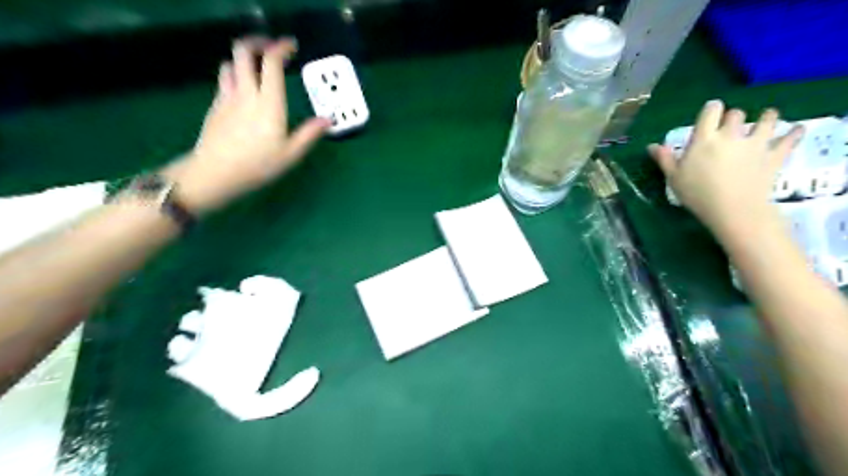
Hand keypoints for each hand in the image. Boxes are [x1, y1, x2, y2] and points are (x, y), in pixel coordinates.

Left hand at [162, 38, 329, 215]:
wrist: (215, 173)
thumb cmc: (258, 165)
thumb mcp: (291, 154)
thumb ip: (309, 134)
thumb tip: (328, 120)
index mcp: (269, 103)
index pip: (271, 62)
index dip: (281, 48)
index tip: (291, 46)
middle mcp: (246, 93)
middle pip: (243, 52)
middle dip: (257, 42)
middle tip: (271, 49)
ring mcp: (227, 98)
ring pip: (229, 64)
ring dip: (243, 60)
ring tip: (256, 69)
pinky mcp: (215, 106)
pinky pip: (223, 81)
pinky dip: (233, 76)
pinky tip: (242, 91)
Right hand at [650, 100, 802, 239]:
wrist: (733, 210)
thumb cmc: (697, 194)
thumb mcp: (673, 177)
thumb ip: (664, 159)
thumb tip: (652, 146)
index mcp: (704, 138)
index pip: (711, 110)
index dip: (711, 110)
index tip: (710, 116)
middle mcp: (730, 135)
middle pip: (736, 114)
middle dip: (732, 118)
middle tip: (730, 128)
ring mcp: (755, 143)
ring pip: (766, 119)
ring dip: (766, 117)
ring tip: (766, 119)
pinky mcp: (774, 155)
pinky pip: (789, 139)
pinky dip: (794, 133)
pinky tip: (796, 130)